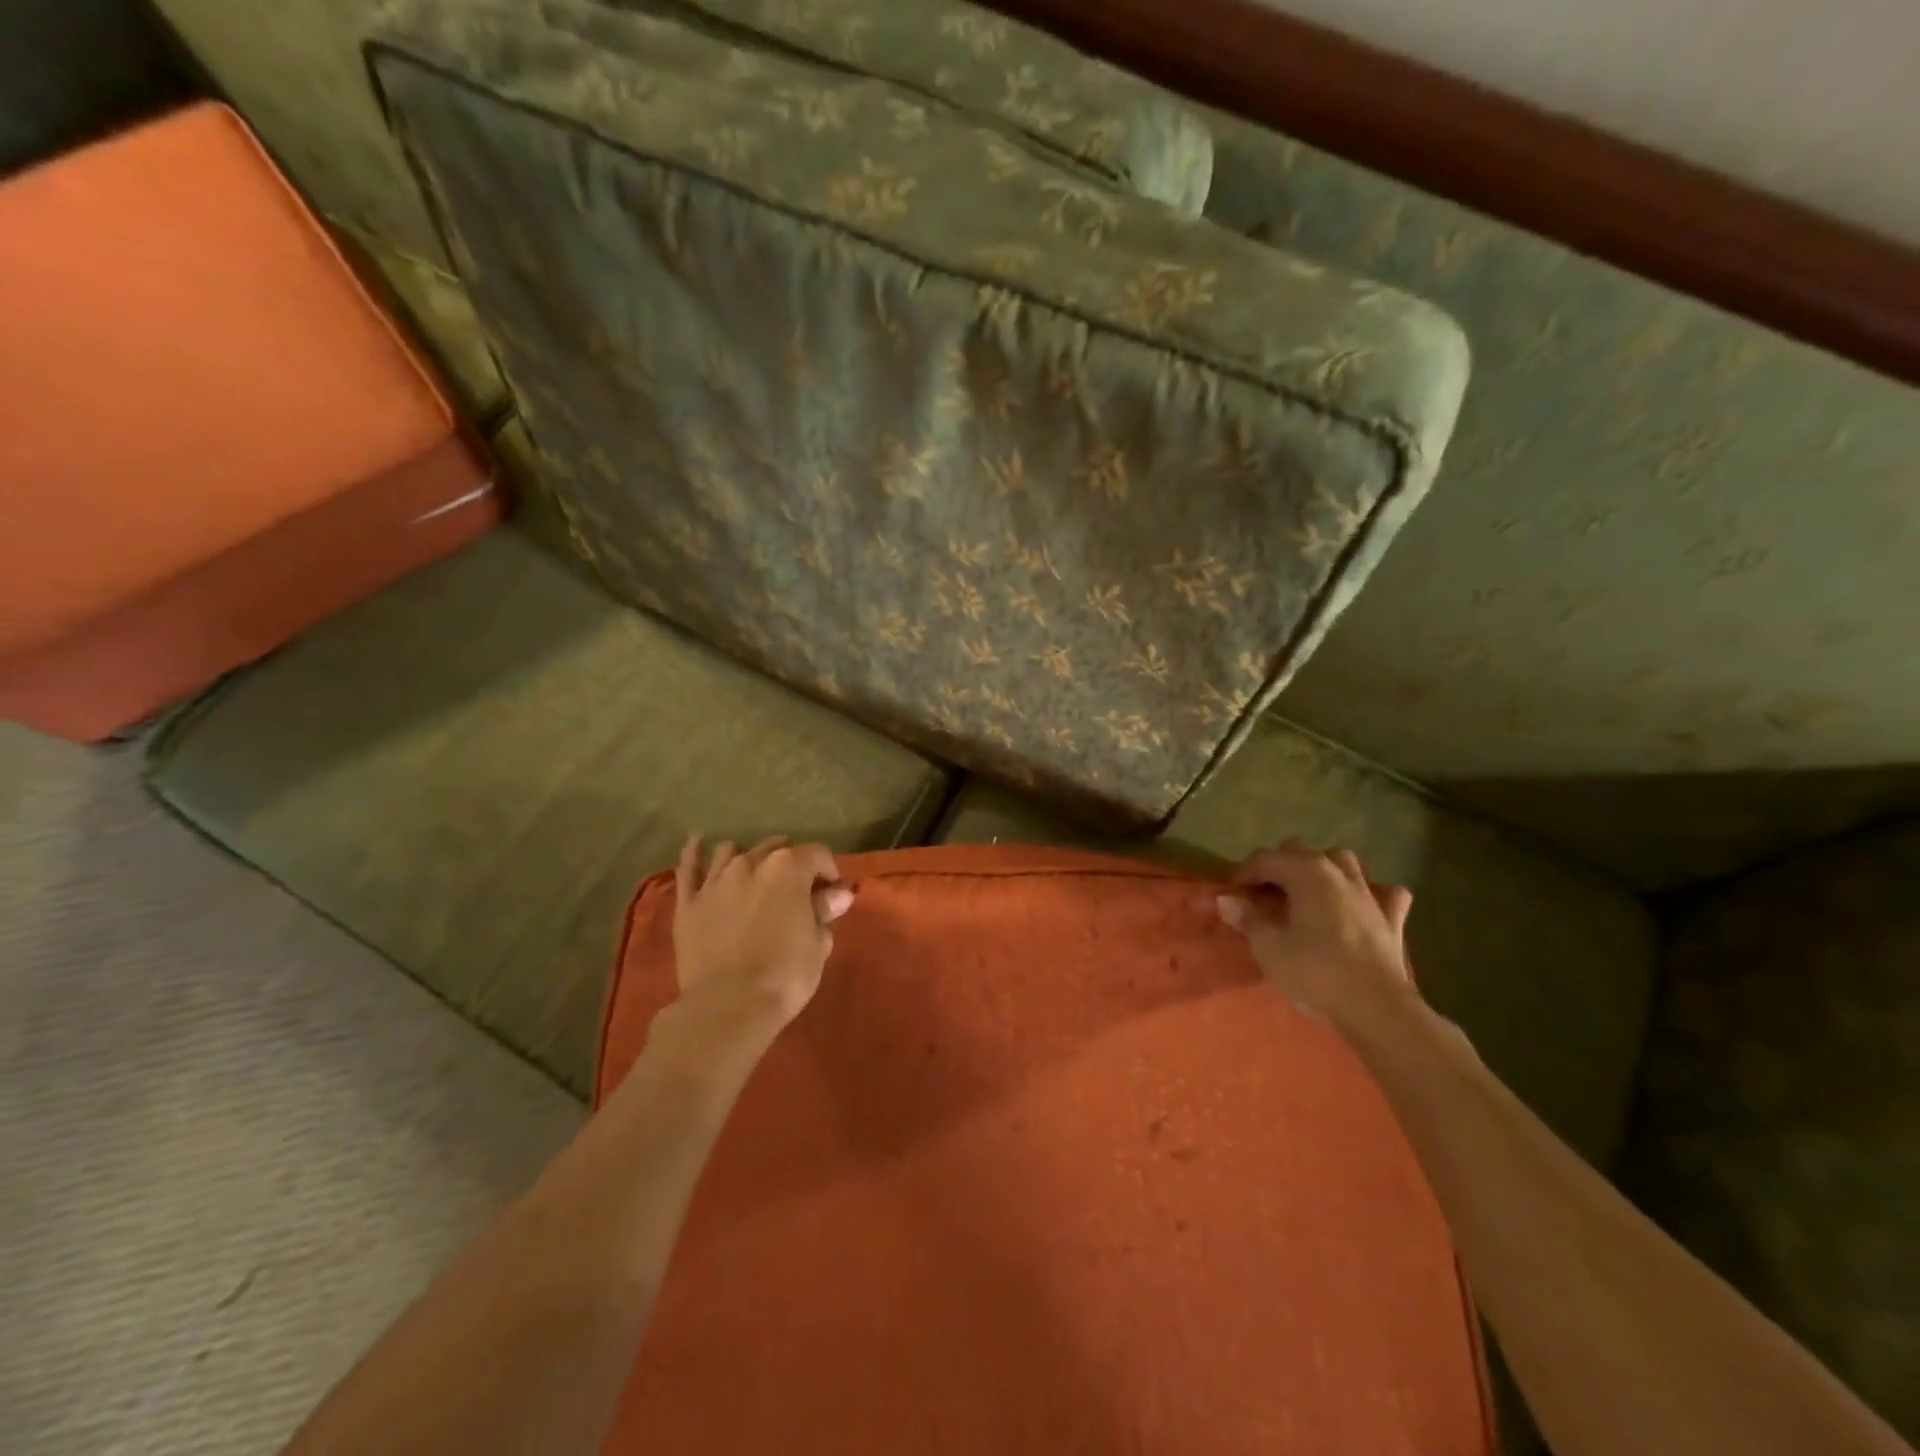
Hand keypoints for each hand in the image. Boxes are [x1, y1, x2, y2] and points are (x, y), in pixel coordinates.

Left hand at [671, 835, 853, 1040]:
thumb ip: (824, 912)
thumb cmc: (784, 975)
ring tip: (754, 872)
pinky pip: (688, 869)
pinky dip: (694, 853)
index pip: (817, 855)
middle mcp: (751, 864)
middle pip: (775, 849)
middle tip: (797, 888)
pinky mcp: (688, 903)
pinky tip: (697, 842)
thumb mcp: (818, 945)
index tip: (832, 892)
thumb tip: (838, 893)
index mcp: (788, 870)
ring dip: (748, 857)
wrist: (728, 1006)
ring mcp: (716, 881)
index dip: (829, 871)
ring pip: (732, 852)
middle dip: (790, 863)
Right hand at [1216, 840, 1415, 1030]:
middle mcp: (1338, 872)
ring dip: (1322, 871)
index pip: (1266, 859)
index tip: (1231, 894)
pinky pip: (1383, 893)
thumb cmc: (1315, 973)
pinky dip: (1369, 894)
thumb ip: (1248, 918)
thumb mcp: (1269, 947)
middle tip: (1262, 895)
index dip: (1244, 873)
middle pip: (1301, 852)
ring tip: (1307, 893)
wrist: (1376, 1009)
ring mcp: (1369, 893)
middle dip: (1278, 867)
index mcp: (1306, 873)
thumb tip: (1226, 899)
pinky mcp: (1392, 918)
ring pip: (1342, 863)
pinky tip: (1361, 906)